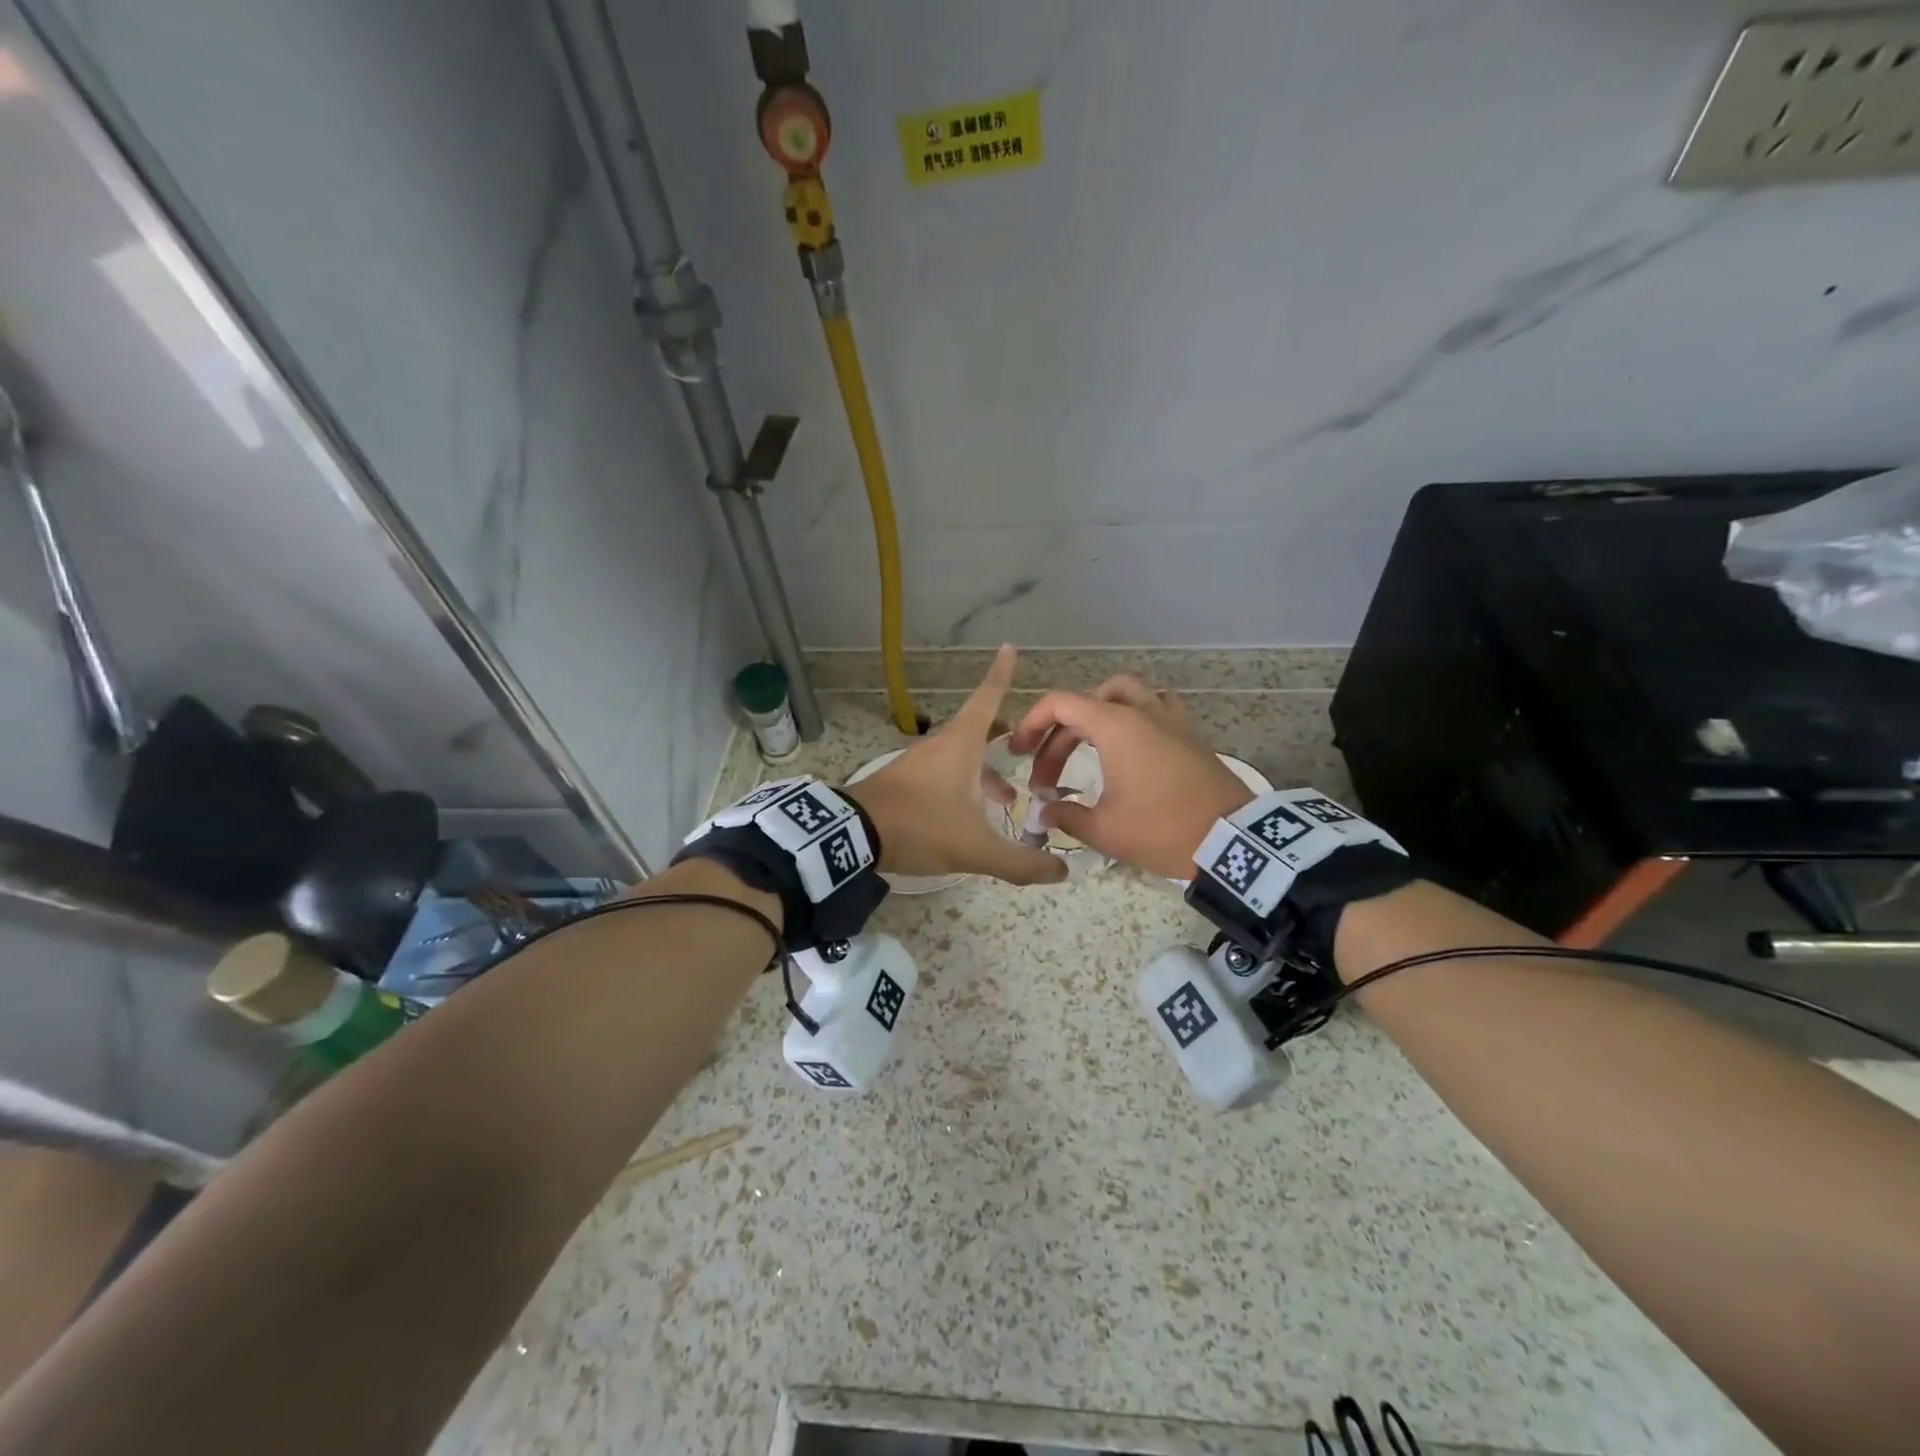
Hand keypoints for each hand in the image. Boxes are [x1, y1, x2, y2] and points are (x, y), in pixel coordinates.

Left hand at [843, 646, 1066, 886]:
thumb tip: (1060, 873)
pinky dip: (964, 785)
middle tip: (1026, 747)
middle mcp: (940, 747)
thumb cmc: (920, 827)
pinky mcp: (903, 783)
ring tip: (1007, 799)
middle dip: (1004, 735)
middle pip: (977, 729)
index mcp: (960, 746)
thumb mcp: (976, 848)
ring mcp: (917, 764)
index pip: (987, 699)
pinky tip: (969, 815)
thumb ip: (1020, 862)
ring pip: (961, 757)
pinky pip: (943, 775)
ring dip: (986, 771)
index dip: (1001, 674)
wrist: (851, 836)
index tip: (1008, 647)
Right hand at [1007, 674, 1253, 877]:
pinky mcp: (1190, 733)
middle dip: (1060, 733)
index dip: (1031, 723)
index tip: (1018, 752)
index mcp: (1116, 725)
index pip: (1060, 703)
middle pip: (1087, 702)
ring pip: (1125, 693)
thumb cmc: (1162, 829)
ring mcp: (1171, 718)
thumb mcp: (1105, 830)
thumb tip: (1044, 812)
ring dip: (1098, 712)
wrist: (1232, 840)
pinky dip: (1133, 716)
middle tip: (1048, 772)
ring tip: (1086, 744)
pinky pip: (1155, 706)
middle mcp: (1142, 711)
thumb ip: (1067, 816)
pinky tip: (1129, 746)